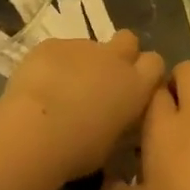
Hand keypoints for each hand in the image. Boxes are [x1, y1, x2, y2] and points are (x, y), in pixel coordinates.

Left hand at [0, 30, 166, 182]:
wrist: (34, 130)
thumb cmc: (78, 149)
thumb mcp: (112, 143)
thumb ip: (120, 120)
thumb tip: (116, 117)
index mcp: (135, 85)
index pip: (155, 63)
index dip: (145, 71)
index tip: (135, 86)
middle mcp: (114, 58)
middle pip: (128, 40)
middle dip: (120, 53)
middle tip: (103, 78)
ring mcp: (82, 46)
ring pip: (89, 46)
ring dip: (82, 62)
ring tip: (61, 89)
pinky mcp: (52, 44)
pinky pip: (58, 49)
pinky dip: (53, 63)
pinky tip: (39, 85)